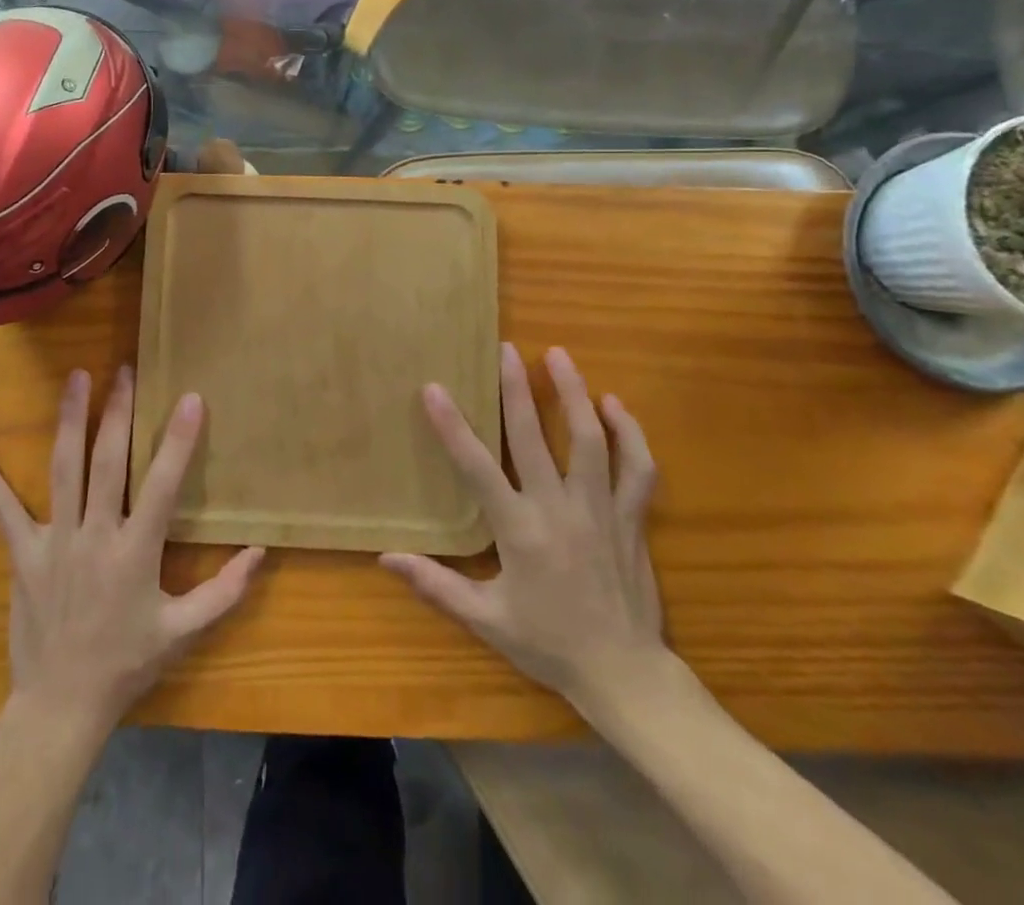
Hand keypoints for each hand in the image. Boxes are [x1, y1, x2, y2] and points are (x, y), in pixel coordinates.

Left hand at [0, 368, 263, 732]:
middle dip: (118, 413)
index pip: (161, 486)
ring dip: (70, 420)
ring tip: (76, 377)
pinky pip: (1, 509)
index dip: (177, 442)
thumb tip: (260, 552)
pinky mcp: (23, 553)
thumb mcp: (182, 632)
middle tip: (125, 370)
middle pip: (106, 463)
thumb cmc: (126, 665)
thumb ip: (224, 592)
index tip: (190, 399)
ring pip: (63, 469)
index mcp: (135, 553)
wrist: (61, 707)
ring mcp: (54, 541)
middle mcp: (94, 537)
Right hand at [380, 343, 663, 713]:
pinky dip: (629, 434)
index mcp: (519, 530)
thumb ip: (436, 585)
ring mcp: (600, 510)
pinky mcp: (632, 519)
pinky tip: (615, 405)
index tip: (435, 388)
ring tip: (559, 356)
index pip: (477, 467)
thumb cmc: (549, 645)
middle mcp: (559, 510)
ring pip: (589, 440)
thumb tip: (386, 559)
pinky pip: (637, 469)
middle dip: (517, 389)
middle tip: (506, 349)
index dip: (453, 426)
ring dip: (574, 394)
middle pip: (534, 437)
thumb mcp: (486, 620)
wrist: (625, 675)